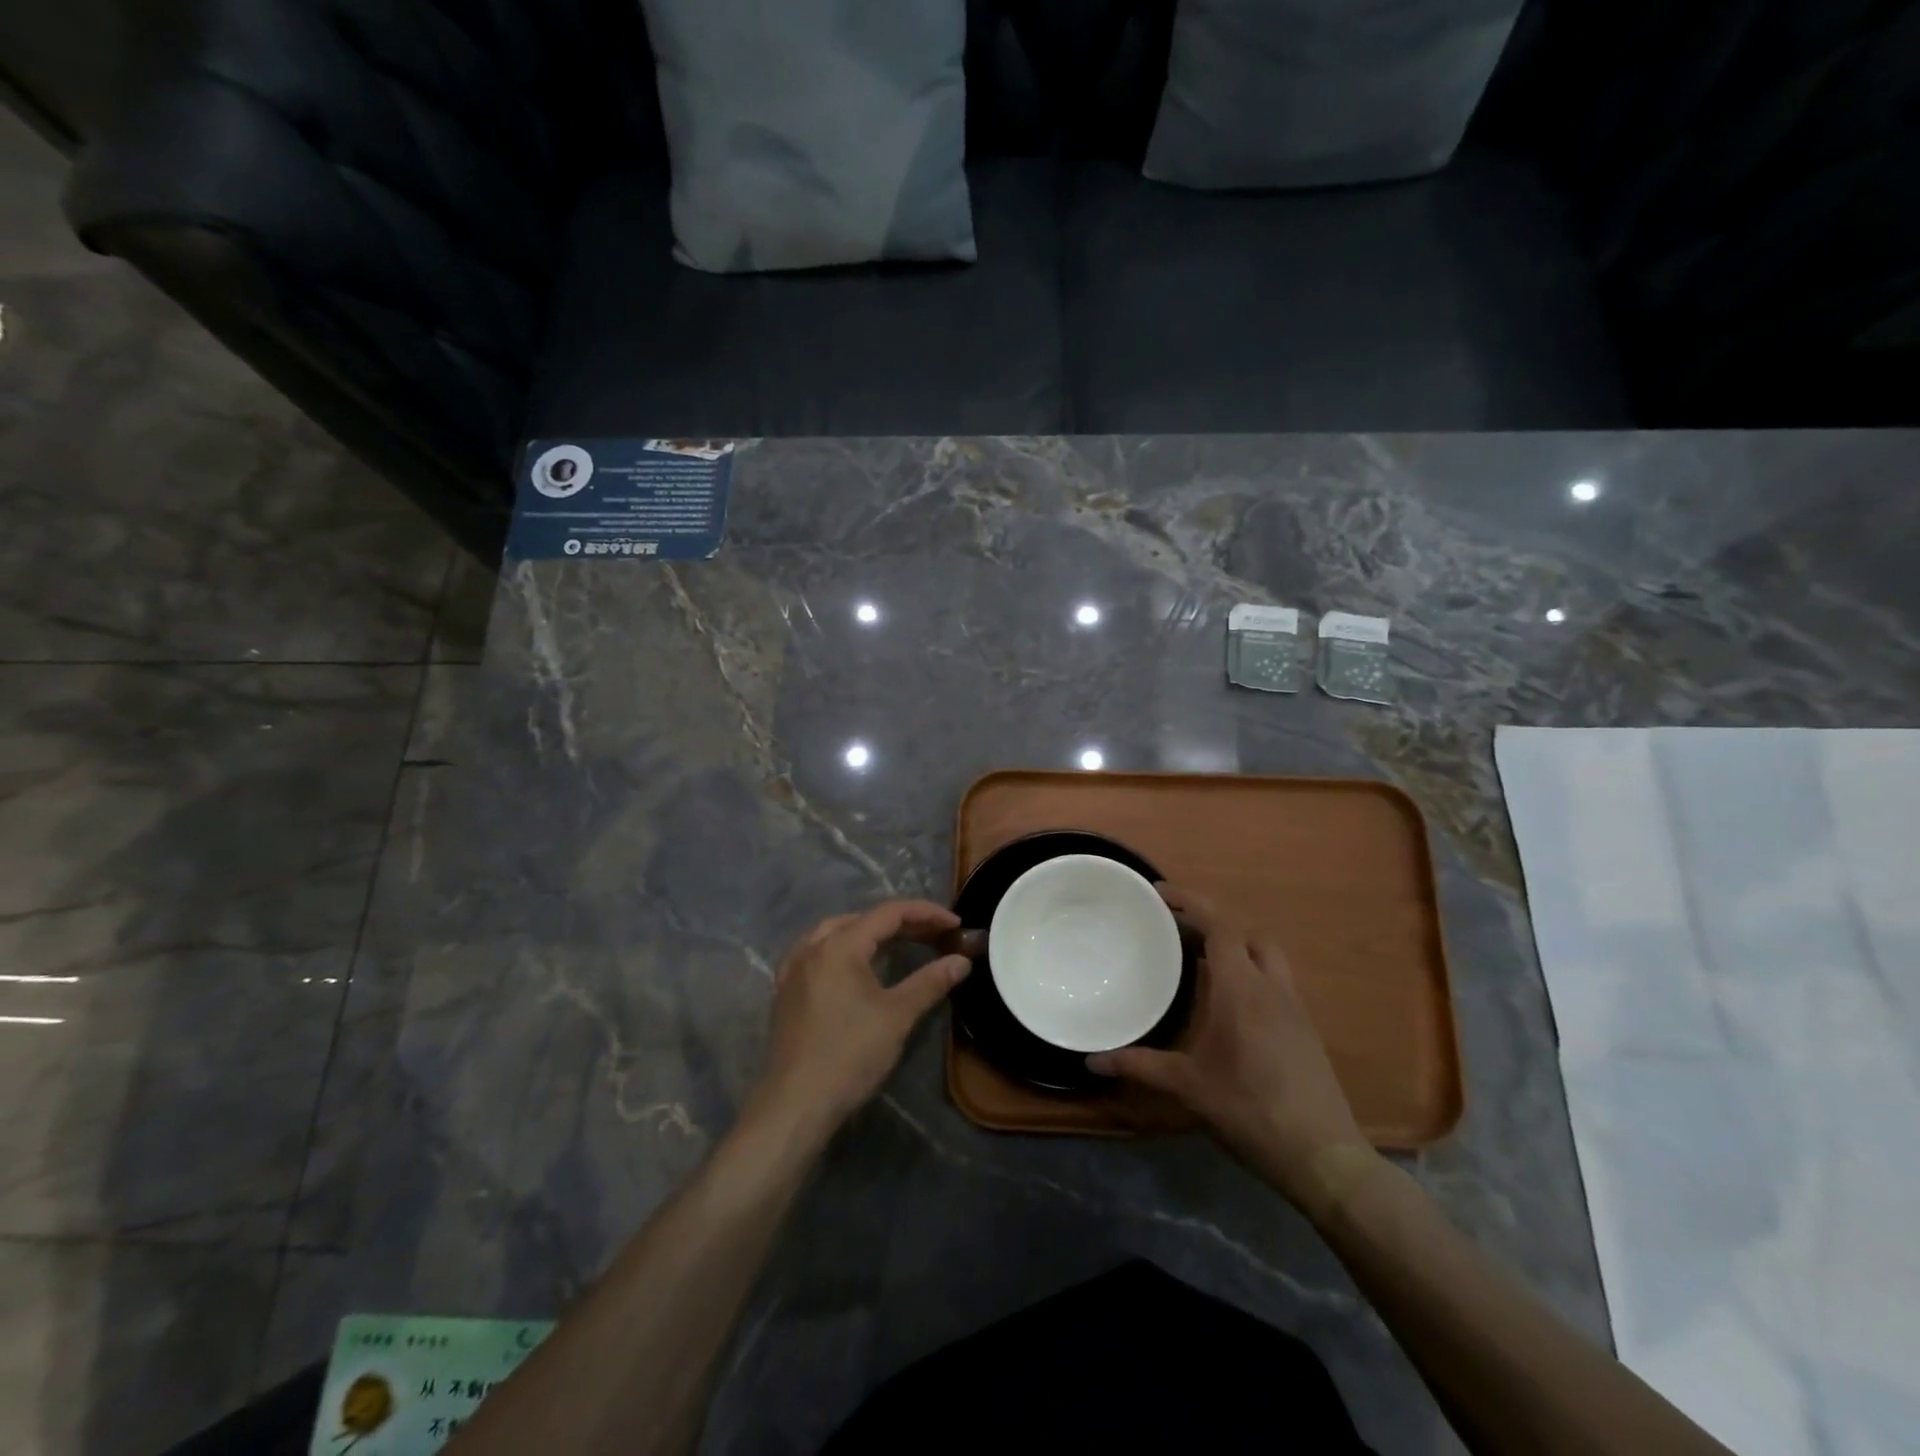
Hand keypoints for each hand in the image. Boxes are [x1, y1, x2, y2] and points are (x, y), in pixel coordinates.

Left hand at [748, 900, 970, 1141]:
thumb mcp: (897, 1016)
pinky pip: (817, 952)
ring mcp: (794, 968)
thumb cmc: (850, 1054)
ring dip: (870, 932)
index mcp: (840, 945)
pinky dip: (843, 949)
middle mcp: (813, 946)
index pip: (889, 913)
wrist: (796, 1103)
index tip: (955, 924)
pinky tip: (853, 965)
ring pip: (836, 932)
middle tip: (934, 935)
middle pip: (862, 919)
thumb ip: (930, 982)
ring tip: (898, 942)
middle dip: (901, 923)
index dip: (925, 913)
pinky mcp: (786, 990)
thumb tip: (962, 961)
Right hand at [1088, 885, 1374, 1216]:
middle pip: (1247, 934)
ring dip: (1237, 947)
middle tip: (1177, 933)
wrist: (1323, 1156)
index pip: (1220, 926)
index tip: (1160, 894)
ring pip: (1268, 956)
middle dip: (1213, 924)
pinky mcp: (1306, 1030)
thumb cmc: (1251, 1111)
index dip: (1191, 901)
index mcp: (1241, 989)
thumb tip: (1091, 1061)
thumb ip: (1140, 1066)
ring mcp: (1294, 1008)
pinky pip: (1277, 982)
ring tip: (1203, 963)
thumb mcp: (1189, 1087)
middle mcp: (1271, 988)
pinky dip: (1252, 974)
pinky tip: (1231, 1005)